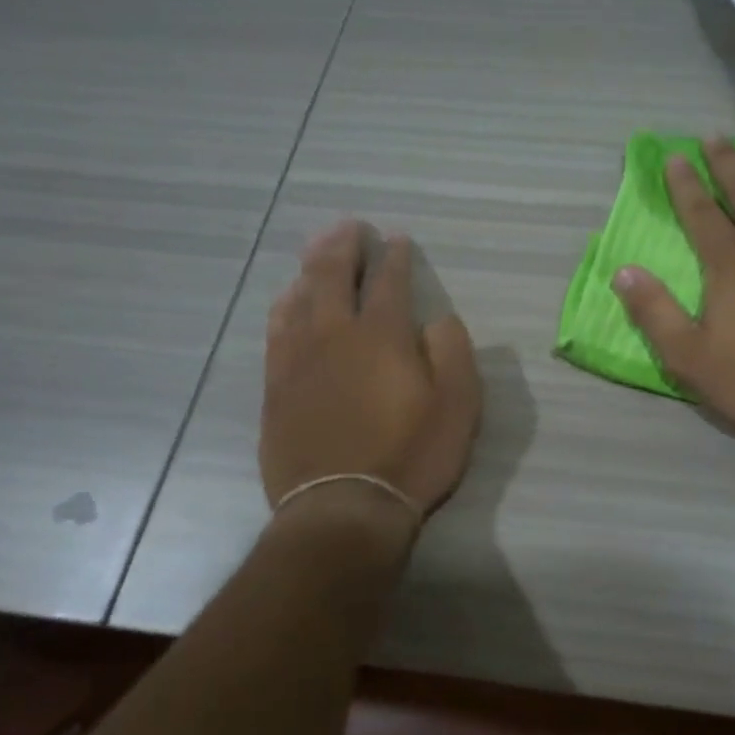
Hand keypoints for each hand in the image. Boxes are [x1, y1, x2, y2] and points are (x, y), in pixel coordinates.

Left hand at [261, 222, 480, 519]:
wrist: (344, 508)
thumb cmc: (412, 455)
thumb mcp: (459, 405)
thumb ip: (452, 352)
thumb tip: (438, 320)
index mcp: (382, 336)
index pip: (388, 282)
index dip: (394, 257)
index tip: (397, 240)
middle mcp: (334, 336)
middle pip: (332, 276)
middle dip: (343, 247)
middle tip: (349, 227)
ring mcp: (298, 360)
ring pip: (298, 298)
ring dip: (309, 268)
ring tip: (317, 250)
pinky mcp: (276, 387)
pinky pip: (276, 331)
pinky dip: (284, 306)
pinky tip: (287, 301)